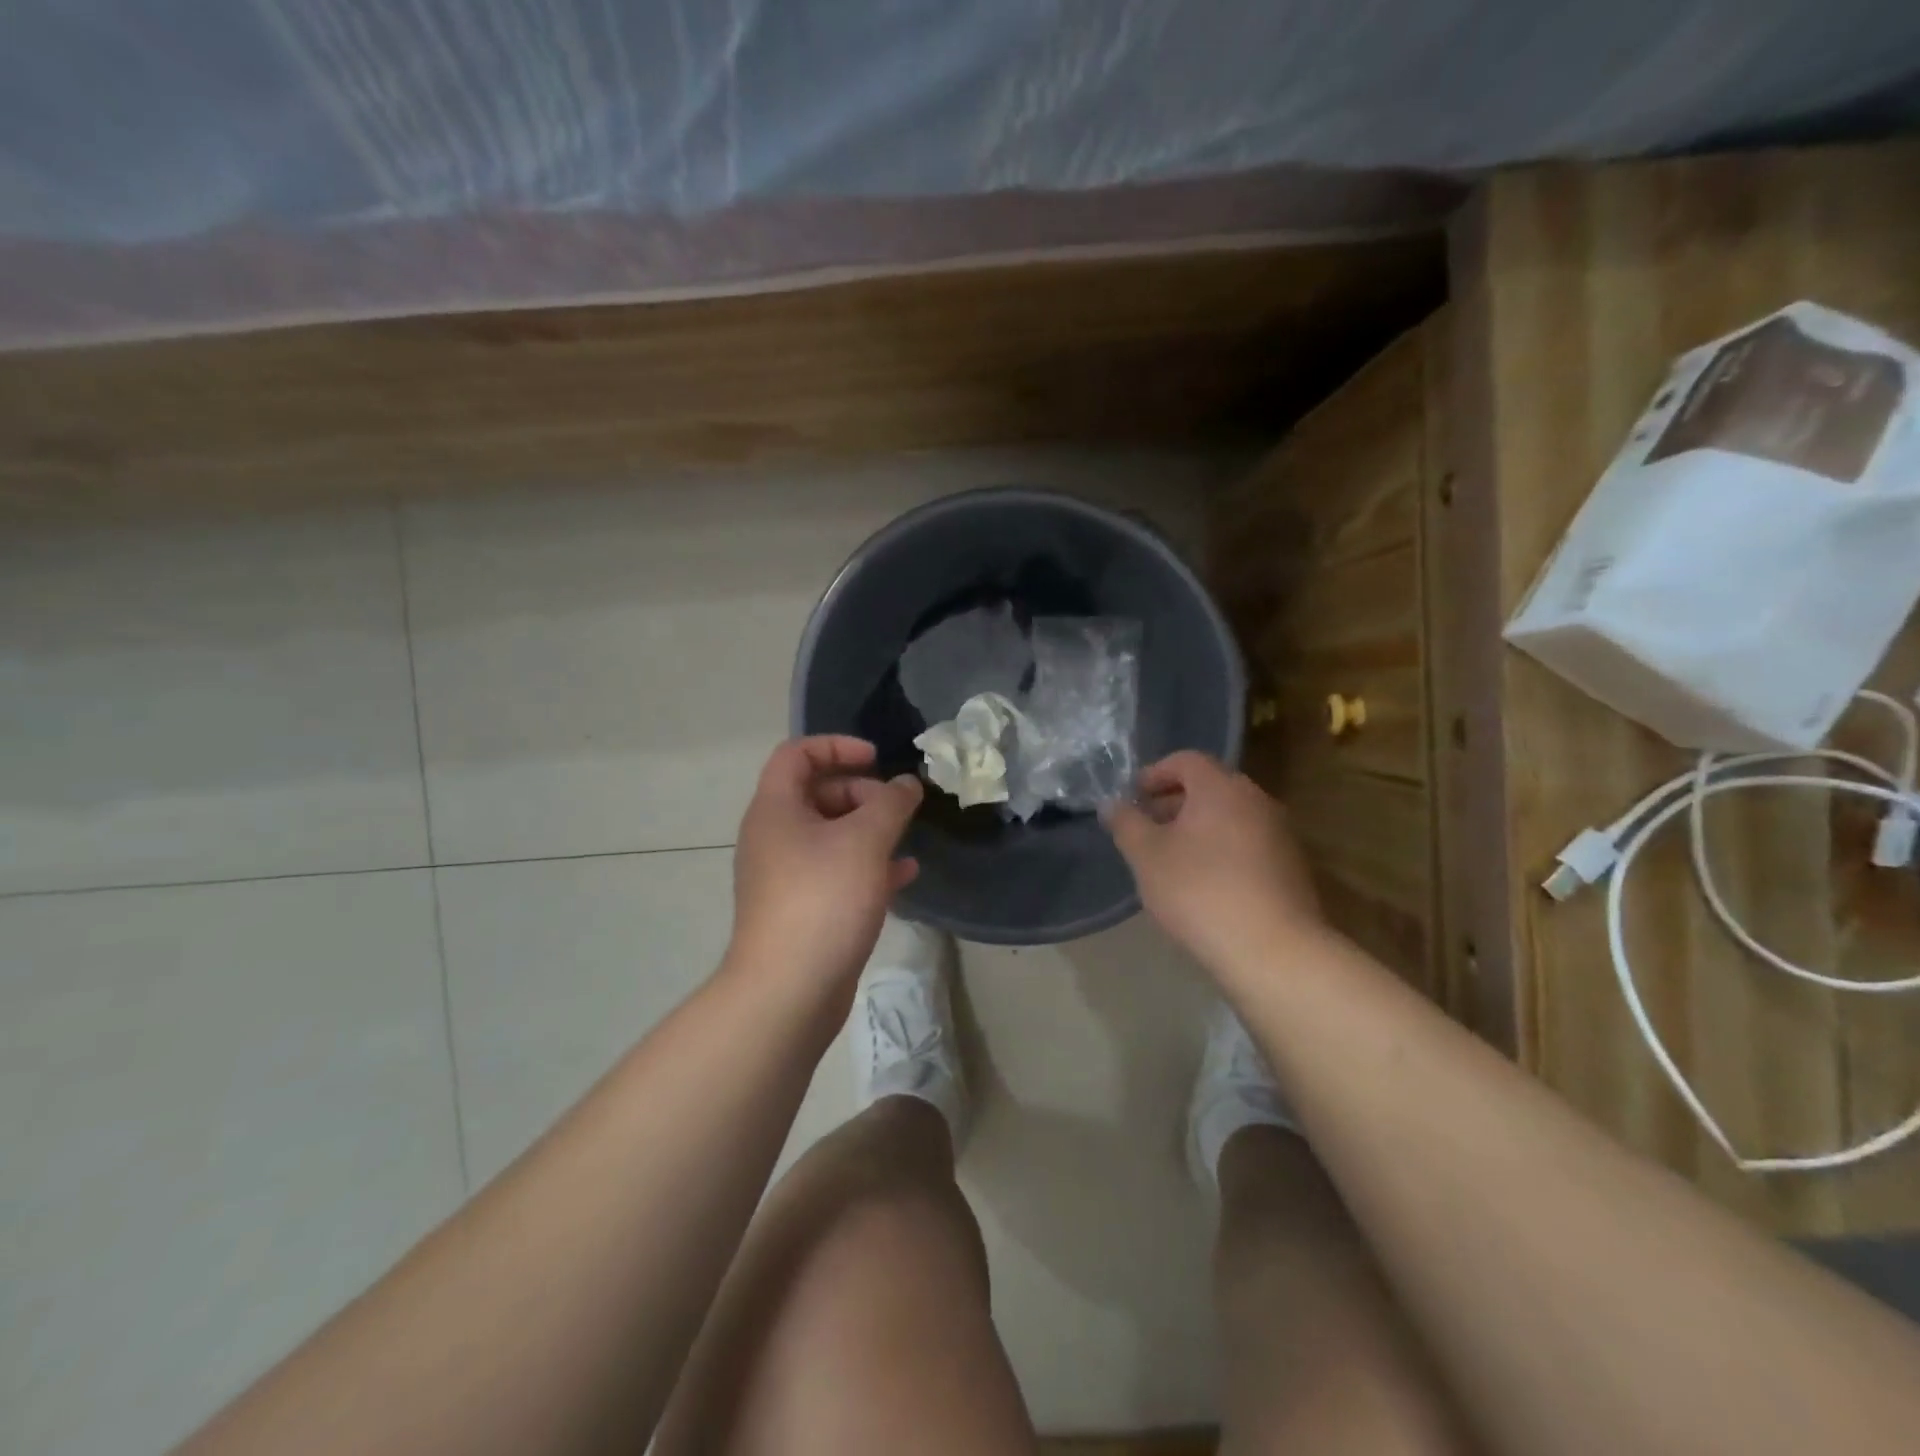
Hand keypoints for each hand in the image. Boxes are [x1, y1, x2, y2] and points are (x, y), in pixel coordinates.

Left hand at [729, 736, 922, 1003]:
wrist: (789, 990)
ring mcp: (786, 875)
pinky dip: (868, 865)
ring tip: (906, 839)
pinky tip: (904, 875)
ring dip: (870, 830)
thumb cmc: (823, 899)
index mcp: (776, 809)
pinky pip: (837, 872)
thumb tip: (907, 784)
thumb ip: (891, 803)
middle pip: (817, 793)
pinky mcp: (803, 908)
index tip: (877, 759)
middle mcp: (775, 837)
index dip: (837, 746)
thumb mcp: (865, 841)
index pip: (797, 754)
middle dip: (862, 793)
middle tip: (896, 808)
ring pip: (831, 836)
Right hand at [1104, 751, 1321, 973]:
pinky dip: (1221, 850)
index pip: (1186, 760)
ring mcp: (1280, 834)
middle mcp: (1256, 800)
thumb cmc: (1200, 892)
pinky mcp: (1291, 867)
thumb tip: (1112, 804)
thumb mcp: (1147, 856)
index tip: (1134, 798)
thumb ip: (1126, 823)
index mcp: (1221, 788)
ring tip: (1172, 860)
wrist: (1273, 952)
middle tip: (1147, 829)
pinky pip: (1247, 843)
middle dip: (1174, 802)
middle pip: (1210, 787)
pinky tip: (1205, 885)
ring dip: (1198, 828)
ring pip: (1230, 817)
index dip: (1155, 774)